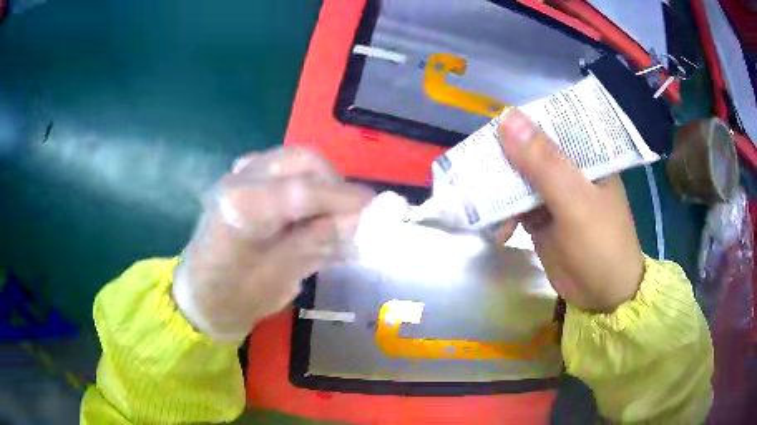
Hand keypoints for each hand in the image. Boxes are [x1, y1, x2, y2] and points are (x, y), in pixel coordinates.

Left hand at [173, 147, 373, 339]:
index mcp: (241, 206)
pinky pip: (284, 169)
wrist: (199, 296)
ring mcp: (239, 174)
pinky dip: (306, 183)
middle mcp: (239, 179)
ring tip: (333, 215)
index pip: (304, 191)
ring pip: (295, 159)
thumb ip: (317, 243)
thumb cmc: (234, 298)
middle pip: (302, 161)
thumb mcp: (280, 279)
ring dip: (322, 182)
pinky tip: (309, 209)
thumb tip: (357, 219)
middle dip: (334, 184)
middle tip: (352, 215)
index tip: (378, 208)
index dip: (345, 198)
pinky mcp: (243, 179)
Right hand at [498, 109, 644, 312]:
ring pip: (519, 179)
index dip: (521, 124)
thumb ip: (543, 162)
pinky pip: (516, 206)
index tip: (492, 134)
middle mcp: (570, 169)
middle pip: (530, 151)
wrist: (604, 297)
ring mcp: (555, 194)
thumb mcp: (574, 201)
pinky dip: (504, 216)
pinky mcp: (543, 217)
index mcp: (587, 155)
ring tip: (485, 209)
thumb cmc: (600, 245)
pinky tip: (499, 231)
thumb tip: (506, 117)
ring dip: (500, 193)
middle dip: (504, 162)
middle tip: (479, 172)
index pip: (550, 124)